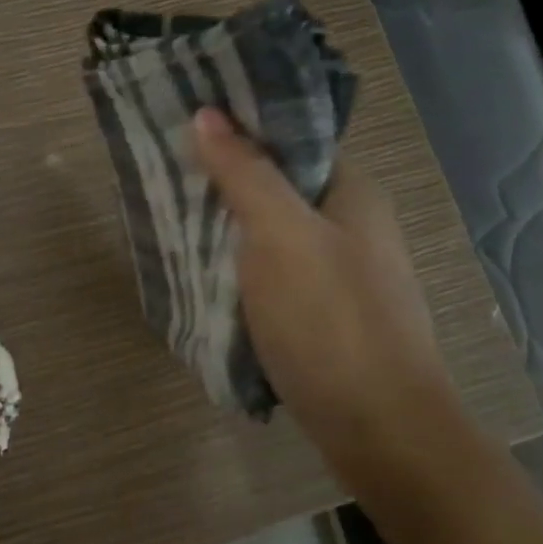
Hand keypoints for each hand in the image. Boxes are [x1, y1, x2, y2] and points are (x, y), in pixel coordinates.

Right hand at [192, 108, 459, 458]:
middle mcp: (349, 224)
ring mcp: (337, 271)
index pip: (290, 138)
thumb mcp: (281, 236)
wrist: (380, 429)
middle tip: (163, 172)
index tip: (182, 122)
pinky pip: (270, 273)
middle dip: (223, 179)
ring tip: (169, 216)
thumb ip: (245, 174)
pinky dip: (237, 267)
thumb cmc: (330, 320)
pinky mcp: (321, 313)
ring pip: (270, 232)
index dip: (239, 126)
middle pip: (276, 185)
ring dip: (226, 226)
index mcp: (351, 191)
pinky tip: (201, 270)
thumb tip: (206, 113)